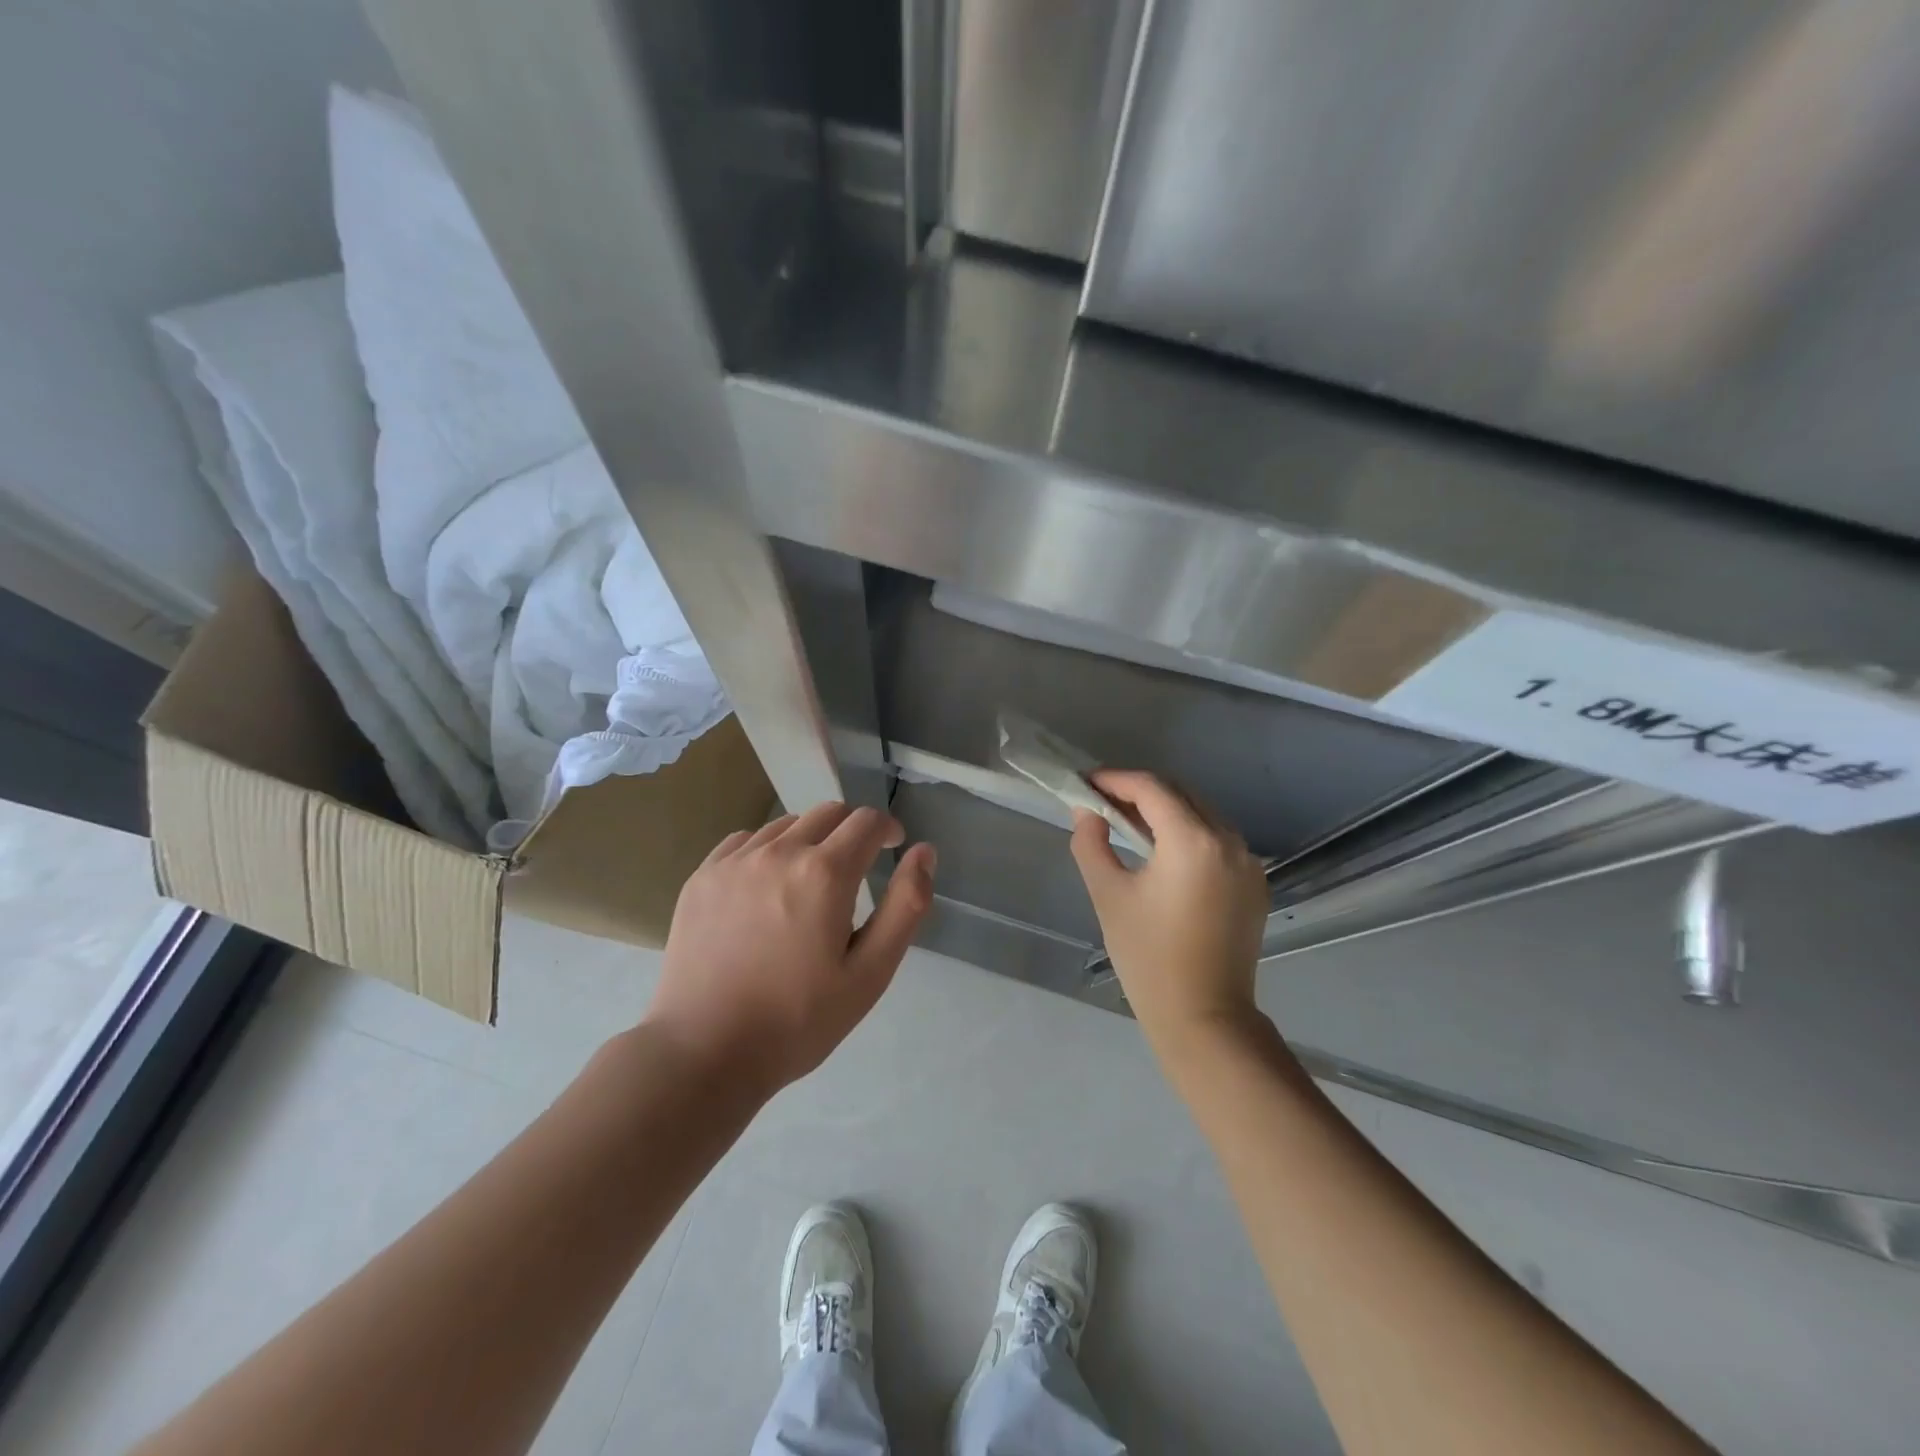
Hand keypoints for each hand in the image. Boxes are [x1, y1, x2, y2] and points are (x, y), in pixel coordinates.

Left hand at [646, 804, 936, 1091]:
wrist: (705, 1053)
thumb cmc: (798, 1020)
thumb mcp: (870, 973)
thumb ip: (906, 906)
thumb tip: (924, 852)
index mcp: (824, 873)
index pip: (867, 821)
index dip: (887, 829)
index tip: (891, 848)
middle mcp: (779, 852)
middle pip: (828, 813)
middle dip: (852, 831)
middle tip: (856, 869)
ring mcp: (734, 862)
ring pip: (786, 824)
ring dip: (810, 840)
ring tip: (808, 884)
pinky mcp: (702, 877)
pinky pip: (745, 841)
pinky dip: (767, 851)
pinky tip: (765, 888)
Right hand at [1070, 771, 1268, 1057]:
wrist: (1204, 1017)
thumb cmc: (1148, 957)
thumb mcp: (1109, 895)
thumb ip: (1092, 843)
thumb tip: (1087, 812)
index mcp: (1193, 841)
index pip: (1152, 788)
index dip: (1116, 779)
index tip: (1086, 784)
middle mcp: (1229, 841)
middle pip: (1181, 794)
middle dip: (1139, 791)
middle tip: (1102, 801)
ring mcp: (1248, 863)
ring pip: (1202, 814)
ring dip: (1165, 810)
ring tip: (1127, 822)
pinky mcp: (1254, 884)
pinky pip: (1217, 840)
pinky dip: (1187, 833)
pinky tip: (1162, 851)